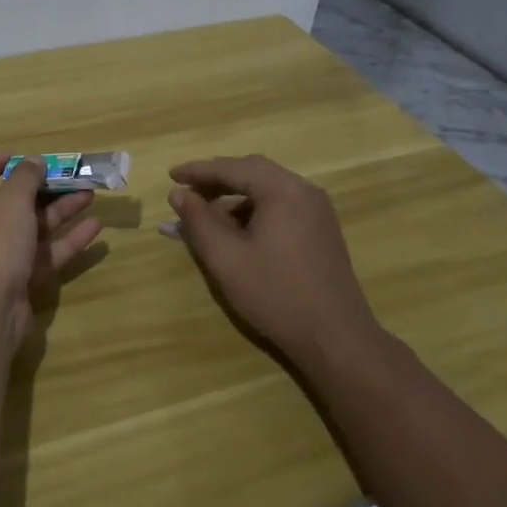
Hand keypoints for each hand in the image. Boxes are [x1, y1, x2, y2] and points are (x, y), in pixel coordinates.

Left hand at [0, 156, 103, 353]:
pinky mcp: (9, 284)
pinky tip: (94, 227)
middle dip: (38, 190)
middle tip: (66, 177)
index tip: (19, 158)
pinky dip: (62, 241)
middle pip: (2, 204)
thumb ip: (26, 177)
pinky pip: (36, 256)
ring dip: (56, 212)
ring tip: (89, 194)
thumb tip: (33, 161)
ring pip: (24, 230)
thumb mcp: (11, 201)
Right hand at [168, 155, 381, 363]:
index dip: (198, 171)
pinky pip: (281, 206)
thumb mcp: (225, 258)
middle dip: (217, 179)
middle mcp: (304, 191)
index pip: (232, 168)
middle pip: (252, 171)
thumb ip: (198, 221)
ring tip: (207, 216)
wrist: (335, 338)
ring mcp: (317, 211)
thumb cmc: (275, 294)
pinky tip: (238, 232)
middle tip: (187, 191)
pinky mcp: (321, 230)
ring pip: (268, 189)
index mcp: (282, 190)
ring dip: (235, 196)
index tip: (171, 175)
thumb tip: (179, 194)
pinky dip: (254, 210)